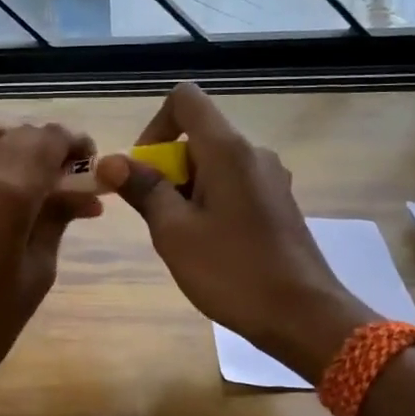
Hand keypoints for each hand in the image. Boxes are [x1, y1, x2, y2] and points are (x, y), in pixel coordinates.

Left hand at [0, 115, 100, 388]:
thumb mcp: (39, 269)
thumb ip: (58, 219)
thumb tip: (86, 194)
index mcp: (10, 191)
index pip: (50, 141)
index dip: (76, 143)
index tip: (91, 161)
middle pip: (20, 135)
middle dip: (50, 145)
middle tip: (69, 174)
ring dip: (10, 139)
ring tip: (28, 164)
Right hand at [95, 83, 372, 380]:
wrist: (303, 315)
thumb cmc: (232, 271)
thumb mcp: (174, 232)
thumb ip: (143, 189)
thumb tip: (111, 161)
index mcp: (228, 149)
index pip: (185, 99)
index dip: (154, 125)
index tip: (143, 169)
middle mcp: (253, 153)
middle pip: (197, 136)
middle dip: (166, 168)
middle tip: (158, 218)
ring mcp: (270, 178)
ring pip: (214, 165)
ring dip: (186, 190)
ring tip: (183, 239)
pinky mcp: (278, 203)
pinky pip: (233, 186)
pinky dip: (210, 203)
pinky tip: (210, 247)